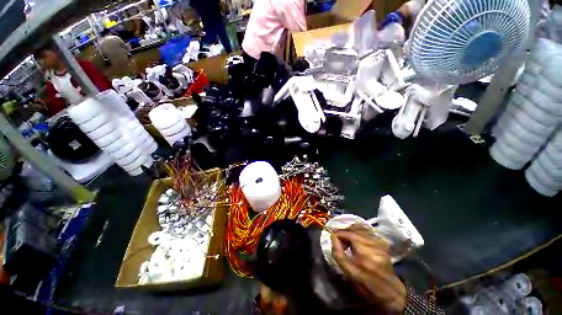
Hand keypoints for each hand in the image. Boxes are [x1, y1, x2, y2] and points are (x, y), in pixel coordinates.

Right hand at [331, 224, 406, 313]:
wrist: (389, 292)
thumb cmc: (366, 283)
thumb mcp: (348, 270)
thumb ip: (337, 252)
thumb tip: (333, 236)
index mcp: (364, 248)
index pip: (347, 232)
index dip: (338, 234)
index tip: (333, 239)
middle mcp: (373, 241)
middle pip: (354, 227)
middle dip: (344, 232)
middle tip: (341, 242)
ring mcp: (380, 241)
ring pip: (361, 227)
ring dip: (352, 231)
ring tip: (349, 241)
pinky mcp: (383, 243)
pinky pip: (368, 231)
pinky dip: (360, 233)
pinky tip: (358, 242)